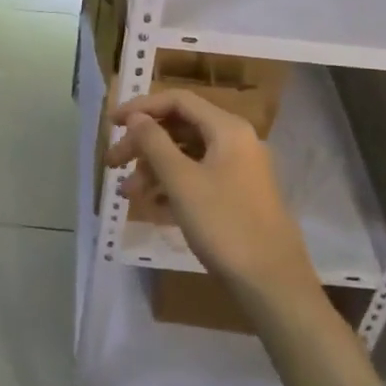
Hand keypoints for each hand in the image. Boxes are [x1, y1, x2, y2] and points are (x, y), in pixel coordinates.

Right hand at [110, 89, 380, 385]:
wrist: (273, 285)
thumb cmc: (224, 225)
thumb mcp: (181, 182)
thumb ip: (154, 143)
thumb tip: (136, 117)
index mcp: (227, 129)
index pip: (178, 101)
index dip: (141, 107)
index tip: (112, 123)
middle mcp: (235, 141)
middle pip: (180, 127)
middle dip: (143, 143)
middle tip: (112, 163)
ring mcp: (239, 170)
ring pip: (187, 155)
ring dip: (153, 168)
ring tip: (127, 193)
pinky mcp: (237, 196)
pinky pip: (198, 177)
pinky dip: (172, 185)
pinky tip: (149, 205)